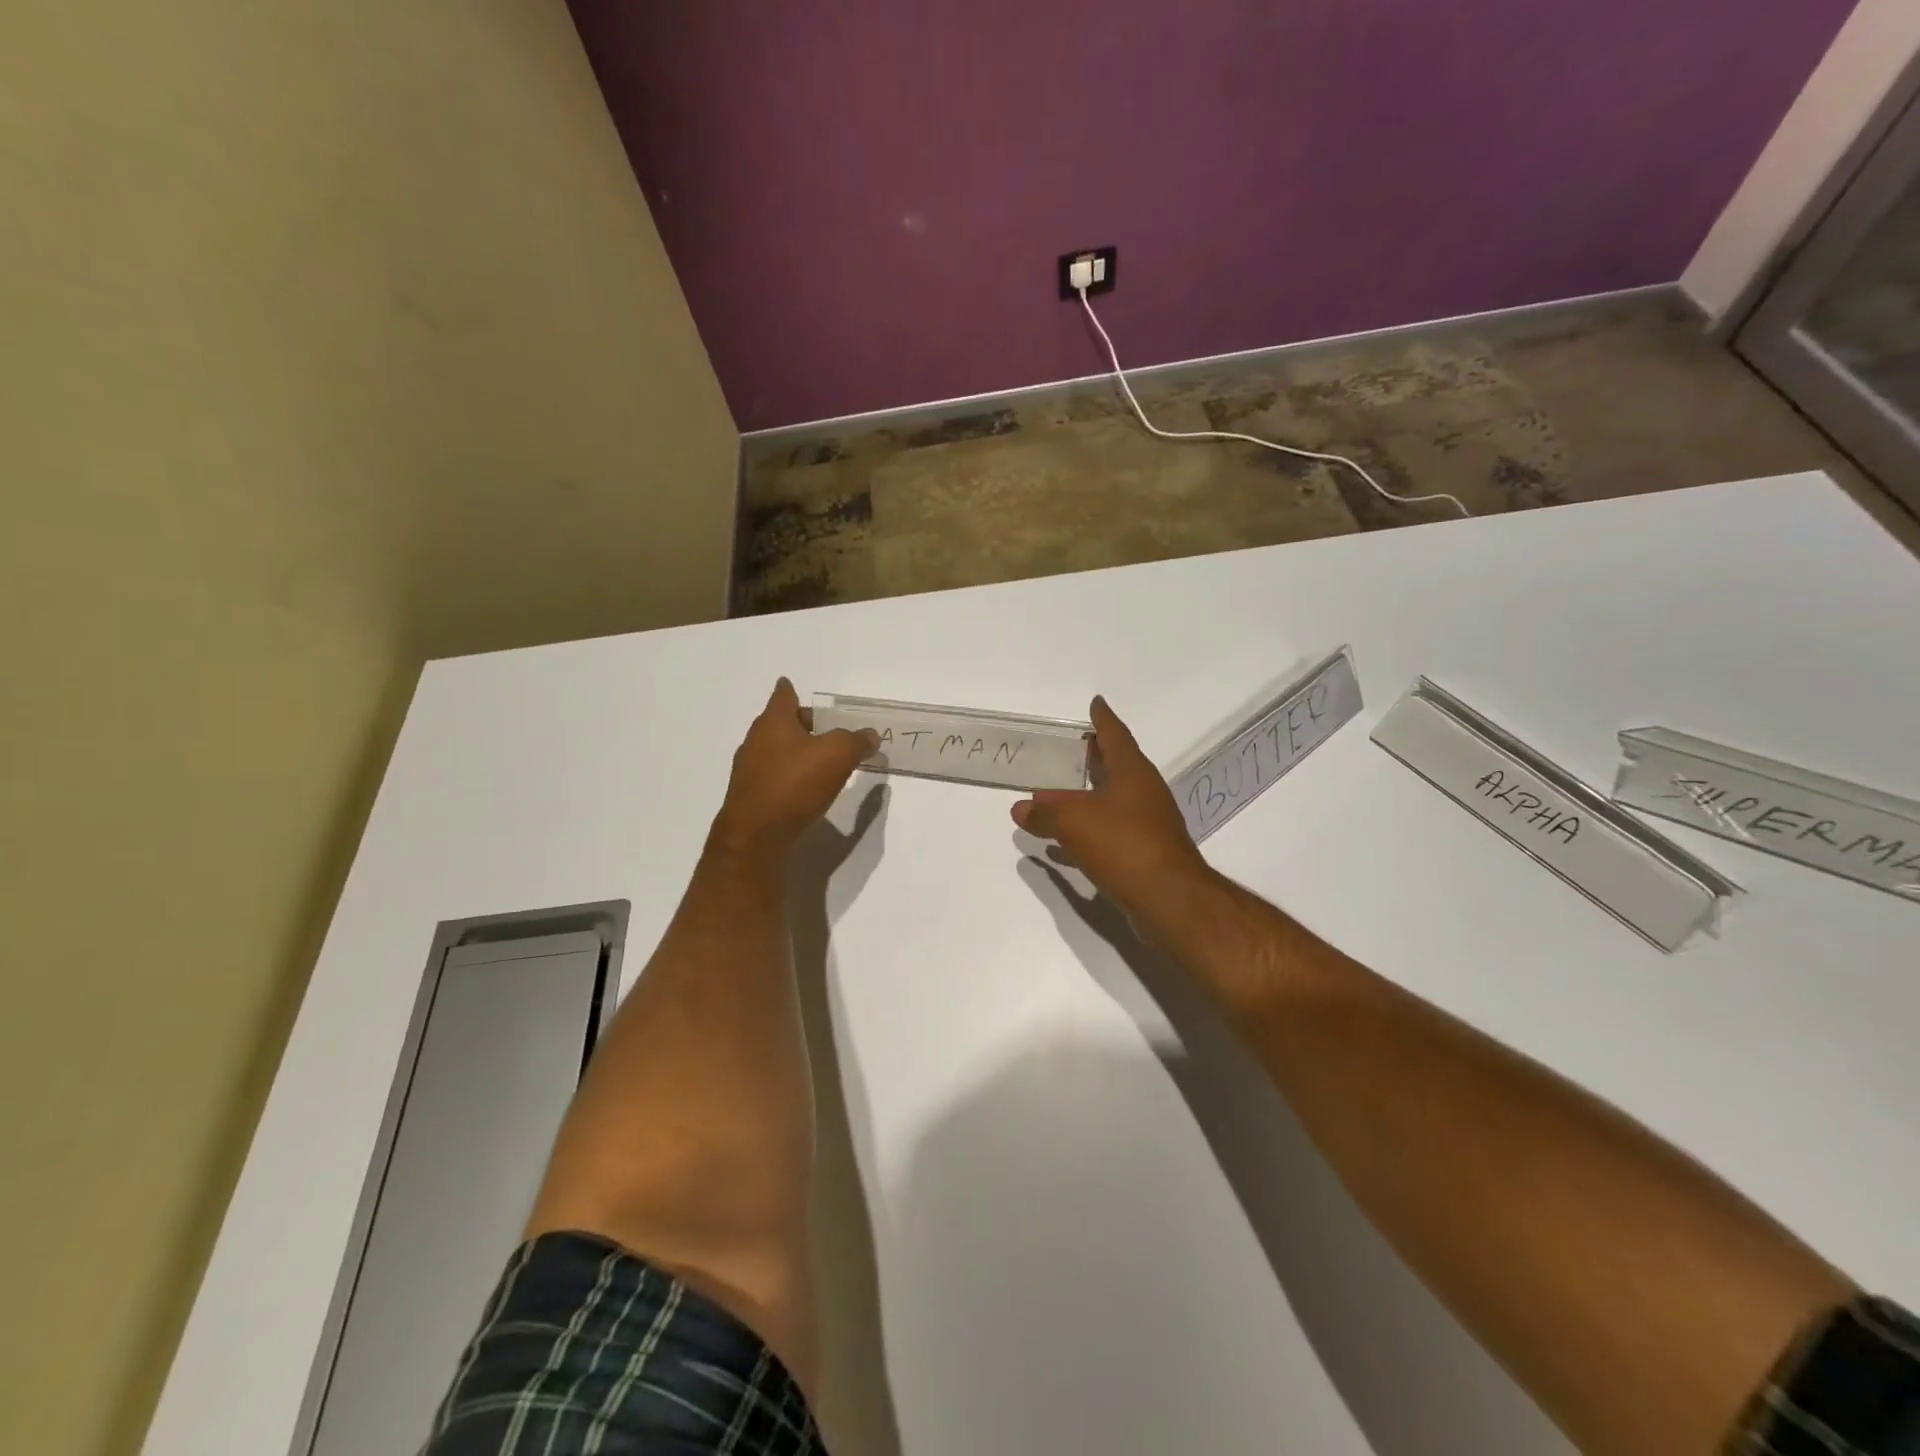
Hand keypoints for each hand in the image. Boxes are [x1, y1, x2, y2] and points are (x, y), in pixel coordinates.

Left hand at [711, 679, 877, 862]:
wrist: (756, 836)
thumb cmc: (794, 784)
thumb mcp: (837, 755)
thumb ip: (856, 741)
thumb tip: (870, 735)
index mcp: (774, 722)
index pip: (783, 696)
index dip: (789, 689)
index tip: (790, 684)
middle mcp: (756, 741)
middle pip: (779, 723)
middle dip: (800, 723)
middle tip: (824, 728)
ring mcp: (750, 770)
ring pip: (775, 750)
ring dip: (795, 751)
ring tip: (820, 759)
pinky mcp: (751, 797)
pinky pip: (774, 776)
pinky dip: (789, 775)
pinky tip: (805, 788)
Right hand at [1011, 696, 1210, 916]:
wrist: (1169, 899)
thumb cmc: (1123, 844)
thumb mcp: (1074, 822)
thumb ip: (1045, 813)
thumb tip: (1020, 808)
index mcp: (1132, 772)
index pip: (1115, 735)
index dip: (1103, 719)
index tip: (1095, 703)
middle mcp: (1144, 792)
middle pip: (1115, 767)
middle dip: (1093, 758)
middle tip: (1071, 749)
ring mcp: (1148, 824)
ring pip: (1111, 801)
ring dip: (1085, 798)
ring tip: (1054, 797)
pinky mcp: (1145, 853)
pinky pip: (1111, 831)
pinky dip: (1089, 830)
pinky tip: (1065, 844)